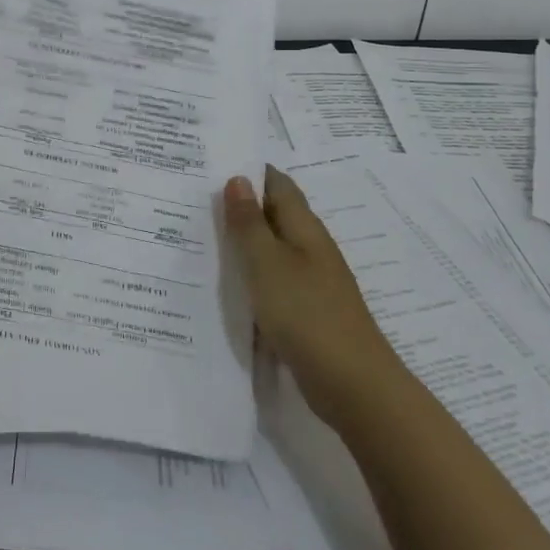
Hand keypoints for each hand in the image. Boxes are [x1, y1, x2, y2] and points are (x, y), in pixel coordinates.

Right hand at [224, 167, 403, 424]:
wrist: (353, 384)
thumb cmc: (306, 314)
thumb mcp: (267, 264)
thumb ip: (250, 223)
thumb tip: (238, 178)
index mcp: (305, 228)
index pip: (277, 184)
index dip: (250, 171)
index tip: (213, 165)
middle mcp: (311, 248)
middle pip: (275, 215)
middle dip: (242, 206)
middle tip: (196, 200)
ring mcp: (312, 281)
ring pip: (273, 249)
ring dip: (245, 242)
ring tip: (204, 237)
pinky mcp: (308, 311)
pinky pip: (275, 281)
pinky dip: (253, 276)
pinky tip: (231, 286)